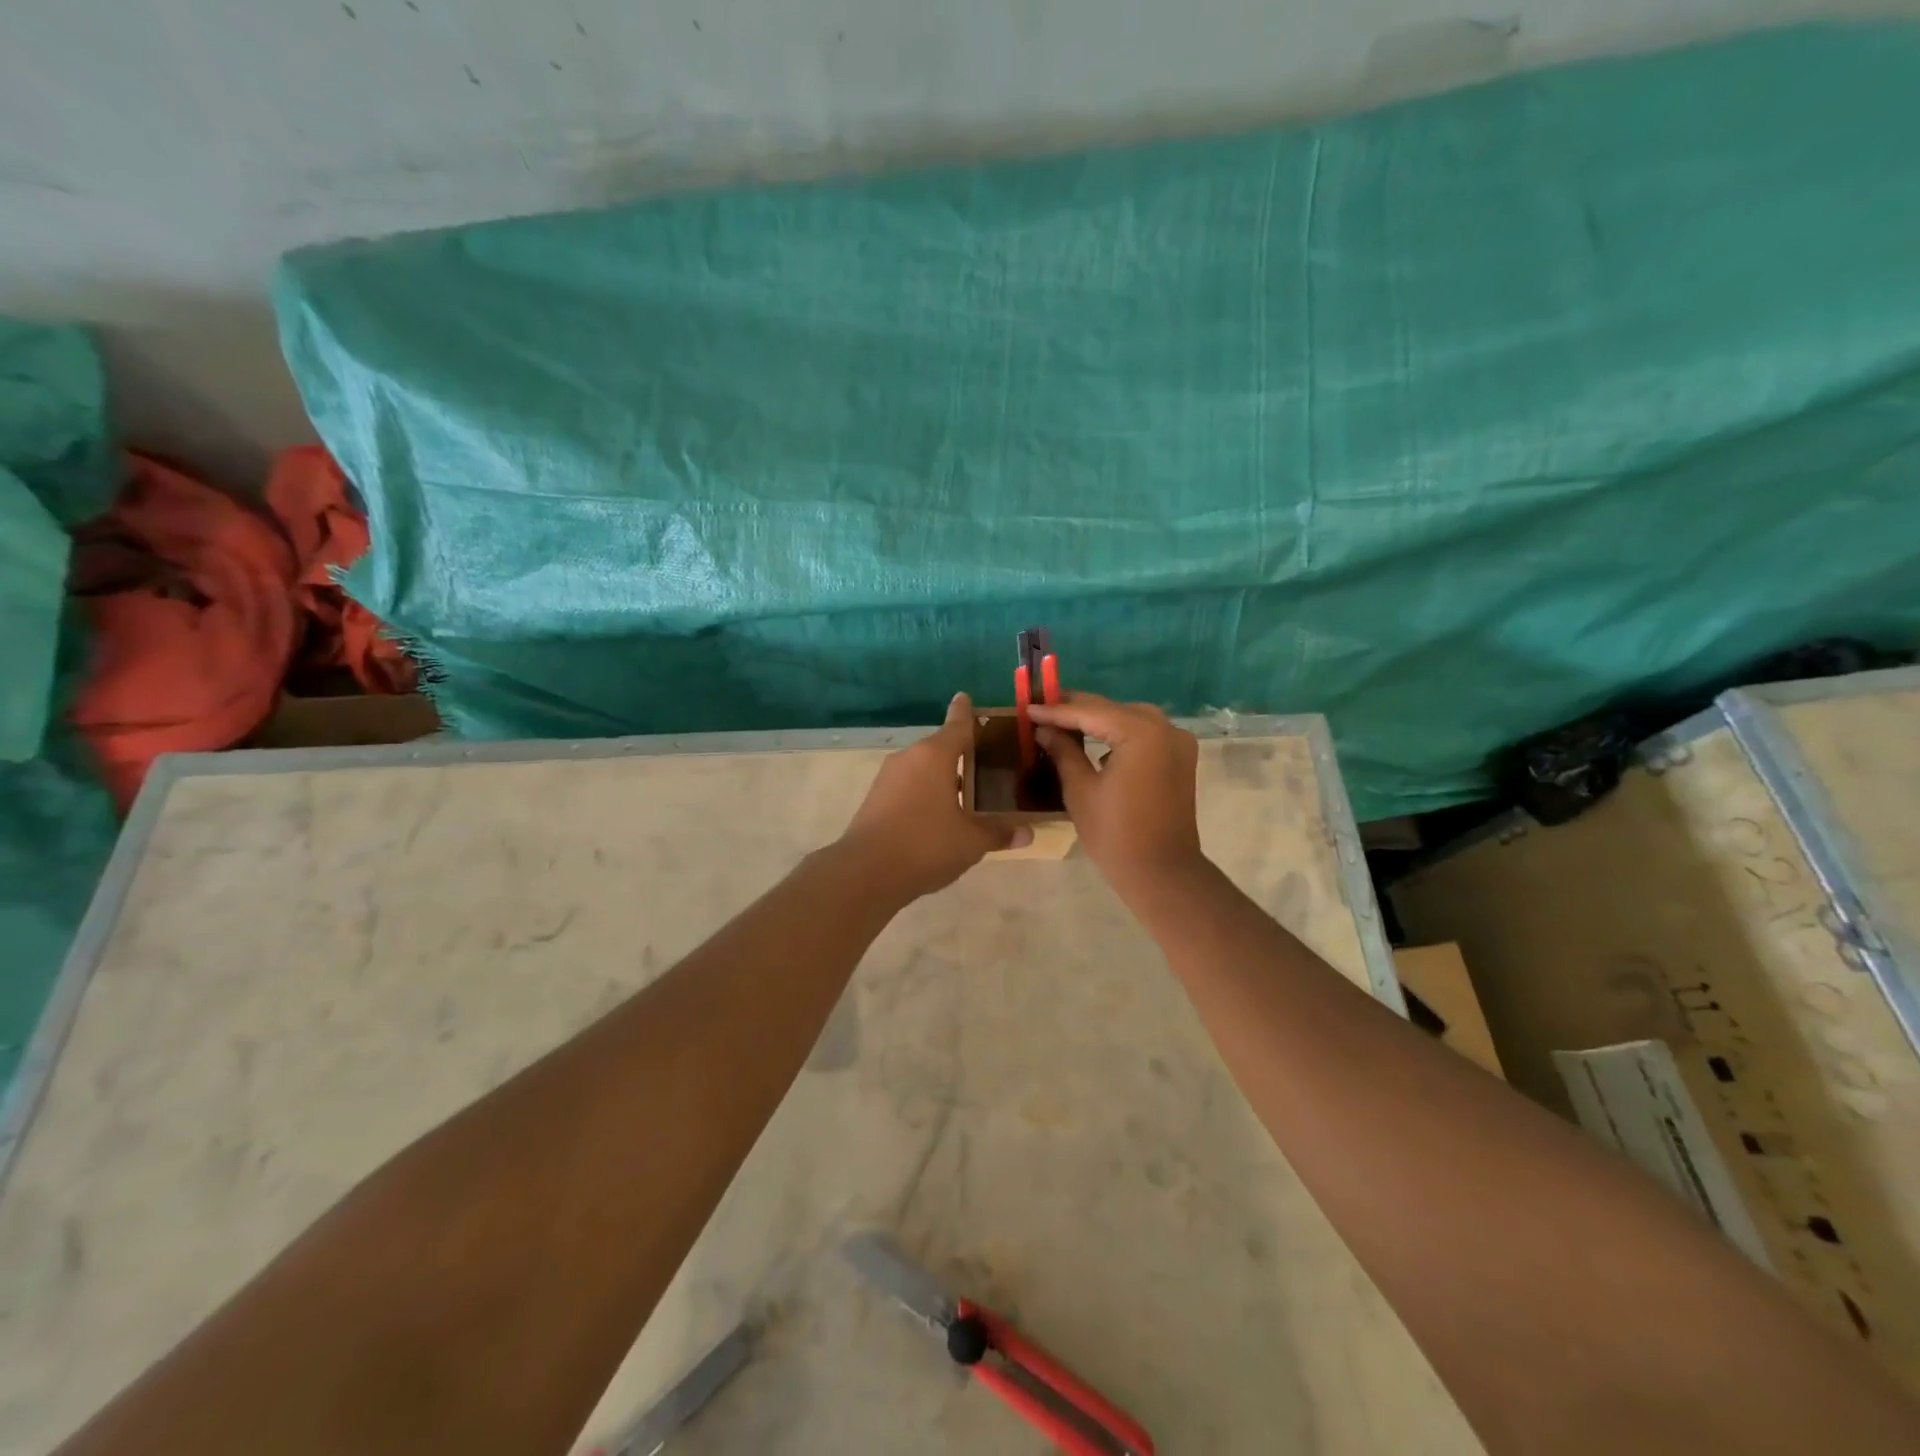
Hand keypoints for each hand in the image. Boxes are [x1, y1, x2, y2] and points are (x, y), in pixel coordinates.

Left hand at [838, 694, 1029, 899]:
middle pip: (941, 747)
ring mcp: (889, 778)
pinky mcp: (877, 798)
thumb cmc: (925, 845)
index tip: (967, 697)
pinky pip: (910, 785)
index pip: (958, 724)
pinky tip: (942, 814)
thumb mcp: (971, 841)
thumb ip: (999, 832)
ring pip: (925, 768)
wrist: (865, 872)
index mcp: (935, 755)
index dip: (966, 712)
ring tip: (971, 792)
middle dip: (963, 753)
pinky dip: (927, 792)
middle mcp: (910, 758)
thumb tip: (1029, 832)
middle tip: (990, 761)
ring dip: (945, 776)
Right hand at [1029, 693, 1202, 892]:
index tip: (1028, 707)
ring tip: (1064, 721)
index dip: (1056, 710)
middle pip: (1113, 710)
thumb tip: (1044, 729)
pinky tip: (1096, 740)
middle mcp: (1165, 728)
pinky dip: (1120, 733)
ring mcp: (1178, 742)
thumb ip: (1063, 751)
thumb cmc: (1115, 834)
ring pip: (1130, 718)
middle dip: (1077, 709)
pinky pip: (1145, 734)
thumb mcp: (1080, 790)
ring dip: (1099, 718)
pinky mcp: (1181, 758)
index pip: (1090, 712)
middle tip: (1042, 707)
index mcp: (1141, 733)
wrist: (1162, 873)